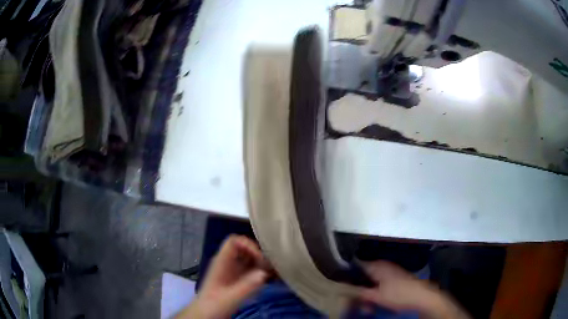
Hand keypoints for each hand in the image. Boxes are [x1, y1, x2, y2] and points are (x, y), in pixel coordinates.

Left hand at [176, 235, 268, 318]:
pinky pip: (250, 269)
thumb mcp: (230, 298)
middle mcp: (227, 263)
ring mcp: (232, 271)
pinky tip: (269, 279)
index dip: (248, 245)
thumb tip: (264, 273)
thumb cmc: (213, 306)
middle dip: (258, 253)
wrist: (205, 315)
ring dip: (261, 262)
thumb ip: (246, 286)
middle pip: (244, 248)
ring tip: (273, 272)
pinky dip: (260, 271)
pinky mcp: (237, 280)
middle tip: (271, 266)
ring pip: (248, 258)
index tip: (260, 258)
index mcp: (221, 262)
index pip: (234, 241)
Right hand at [356, 261, 469, 318]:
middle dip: (359, 289)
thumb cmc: (398, 295)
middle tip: (357, 302)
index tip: (343, 285)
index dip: (348, 275)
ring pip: (372, 281)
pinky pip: (380, 284)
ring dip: (367, 294)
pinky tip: (377, 302)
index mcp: (377, 266)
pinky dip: (376, 293)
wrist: (421, 296)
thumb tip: (345, 289)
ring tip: (368, 306)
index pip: (357, 265)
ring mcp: (390, 272)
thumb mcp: (376, 296)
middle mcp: (383, 266)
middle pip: (364, 275)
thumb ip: (359, 292)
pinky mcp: (395, 279)